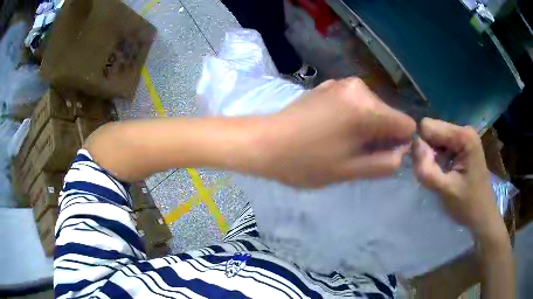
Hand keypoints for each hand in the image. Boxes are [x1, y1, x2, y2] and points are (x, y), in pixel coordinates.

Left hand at [254, 77, 415, 187]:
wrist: (264, 142)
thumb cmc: (305, 162)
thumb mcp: (350, 171)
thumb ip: (385, 163)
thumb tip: (402, 151)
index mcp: (367, 108)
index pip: (406, 125)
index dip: (399, 144)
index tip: (378, 155)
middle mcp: (359, 87)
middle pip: (389, 116)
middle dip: (380, 136)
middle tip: (354, 153)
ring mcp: (343, 83)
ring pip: (373, 110)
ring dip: (366, 128)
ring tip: (340, 142)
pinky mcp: (330, 85)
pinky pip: (356, 103)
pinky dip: (352, 117)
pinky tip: (331, 129)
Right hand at [412, 118, 505, 239]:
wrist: (483, 215)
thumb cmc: (468, 205)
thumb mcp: (445, 190)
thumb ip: (427, 169)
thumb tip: (412, 145)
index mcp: (463, 136)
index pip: (428, 126)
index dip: (422, 146)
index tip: (427, 167)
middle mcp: (464, 130)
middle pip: (432, 130)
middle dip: (427, 150)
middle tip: (434, 173)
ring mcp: (464, 137)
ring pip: (435, 137)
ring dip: (432, 155)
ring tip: (440, 174)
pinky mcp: (462, 145)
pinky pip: (441, 144)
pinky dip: (438, 158)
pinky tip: (444, 171)